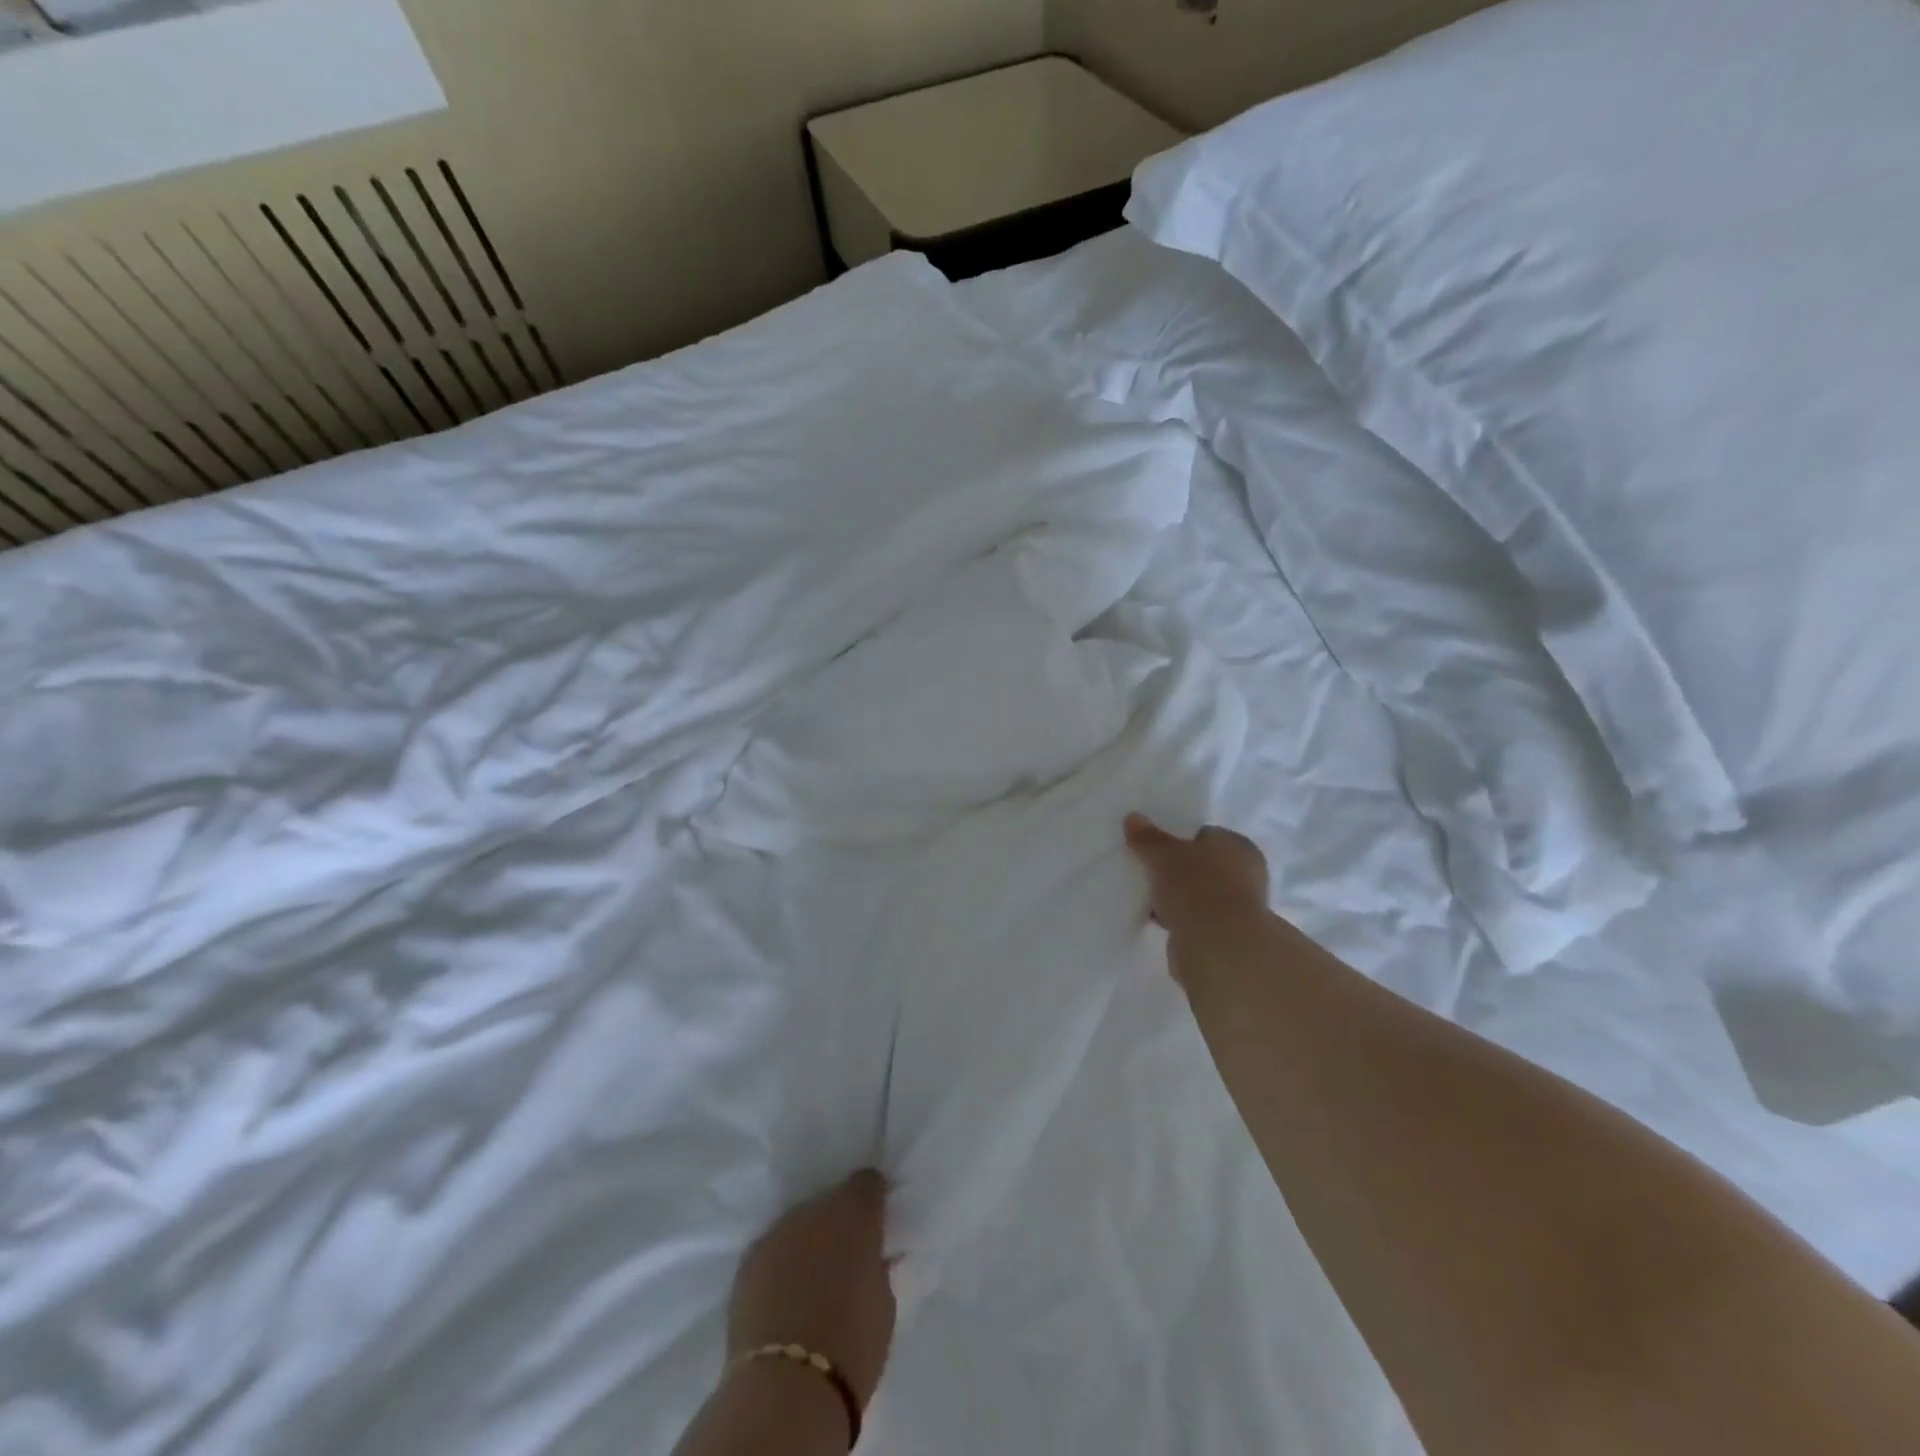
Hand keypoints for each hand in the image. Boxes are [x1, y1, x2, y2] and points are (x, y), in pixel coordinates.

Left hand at [727, 1171, 895, 1410]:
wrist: (787, 1388)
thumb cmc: (852, 1345)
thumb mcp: (883, 1301)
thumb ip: (876, 1266)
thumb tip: (870, 1259)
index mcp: (856, 1212)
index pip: (868, 1182)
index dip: (873, 1200)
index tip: (876, 1221)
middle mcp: (815, 1209)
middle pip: (830, 1202)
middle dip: (838, 1224)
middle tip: (843, 1259)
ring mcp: (778, 1232)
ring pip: (799, 1224)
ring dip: (807, 1242)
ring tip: (810, 1279)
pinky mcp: (749, 1260)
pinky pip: (774, 1250)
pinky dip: (782, 1263)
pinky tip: (784, 1293)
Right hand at [1124, 814, 1271, 985]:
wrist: (1218, 946)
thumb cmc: (1196, 886)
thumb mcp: (1163, 854)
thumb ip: (1148, 837)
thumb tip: (1133, 818)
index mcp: (1238, 846)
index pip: (1206, 835)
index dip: (1180, 840)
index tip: (1156, 849)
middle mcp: (1246, 874)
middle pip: (1203, 866)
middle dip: (1178, 871)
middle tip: (1150, 872)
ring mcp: (1239, 907)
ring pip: (1200, 894)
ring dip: (1179, 898)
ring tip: (1150, 899)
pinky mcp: (1228, 936)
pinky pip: (1196, 919)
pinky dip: (1181, 919)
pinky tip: (1160, 921)